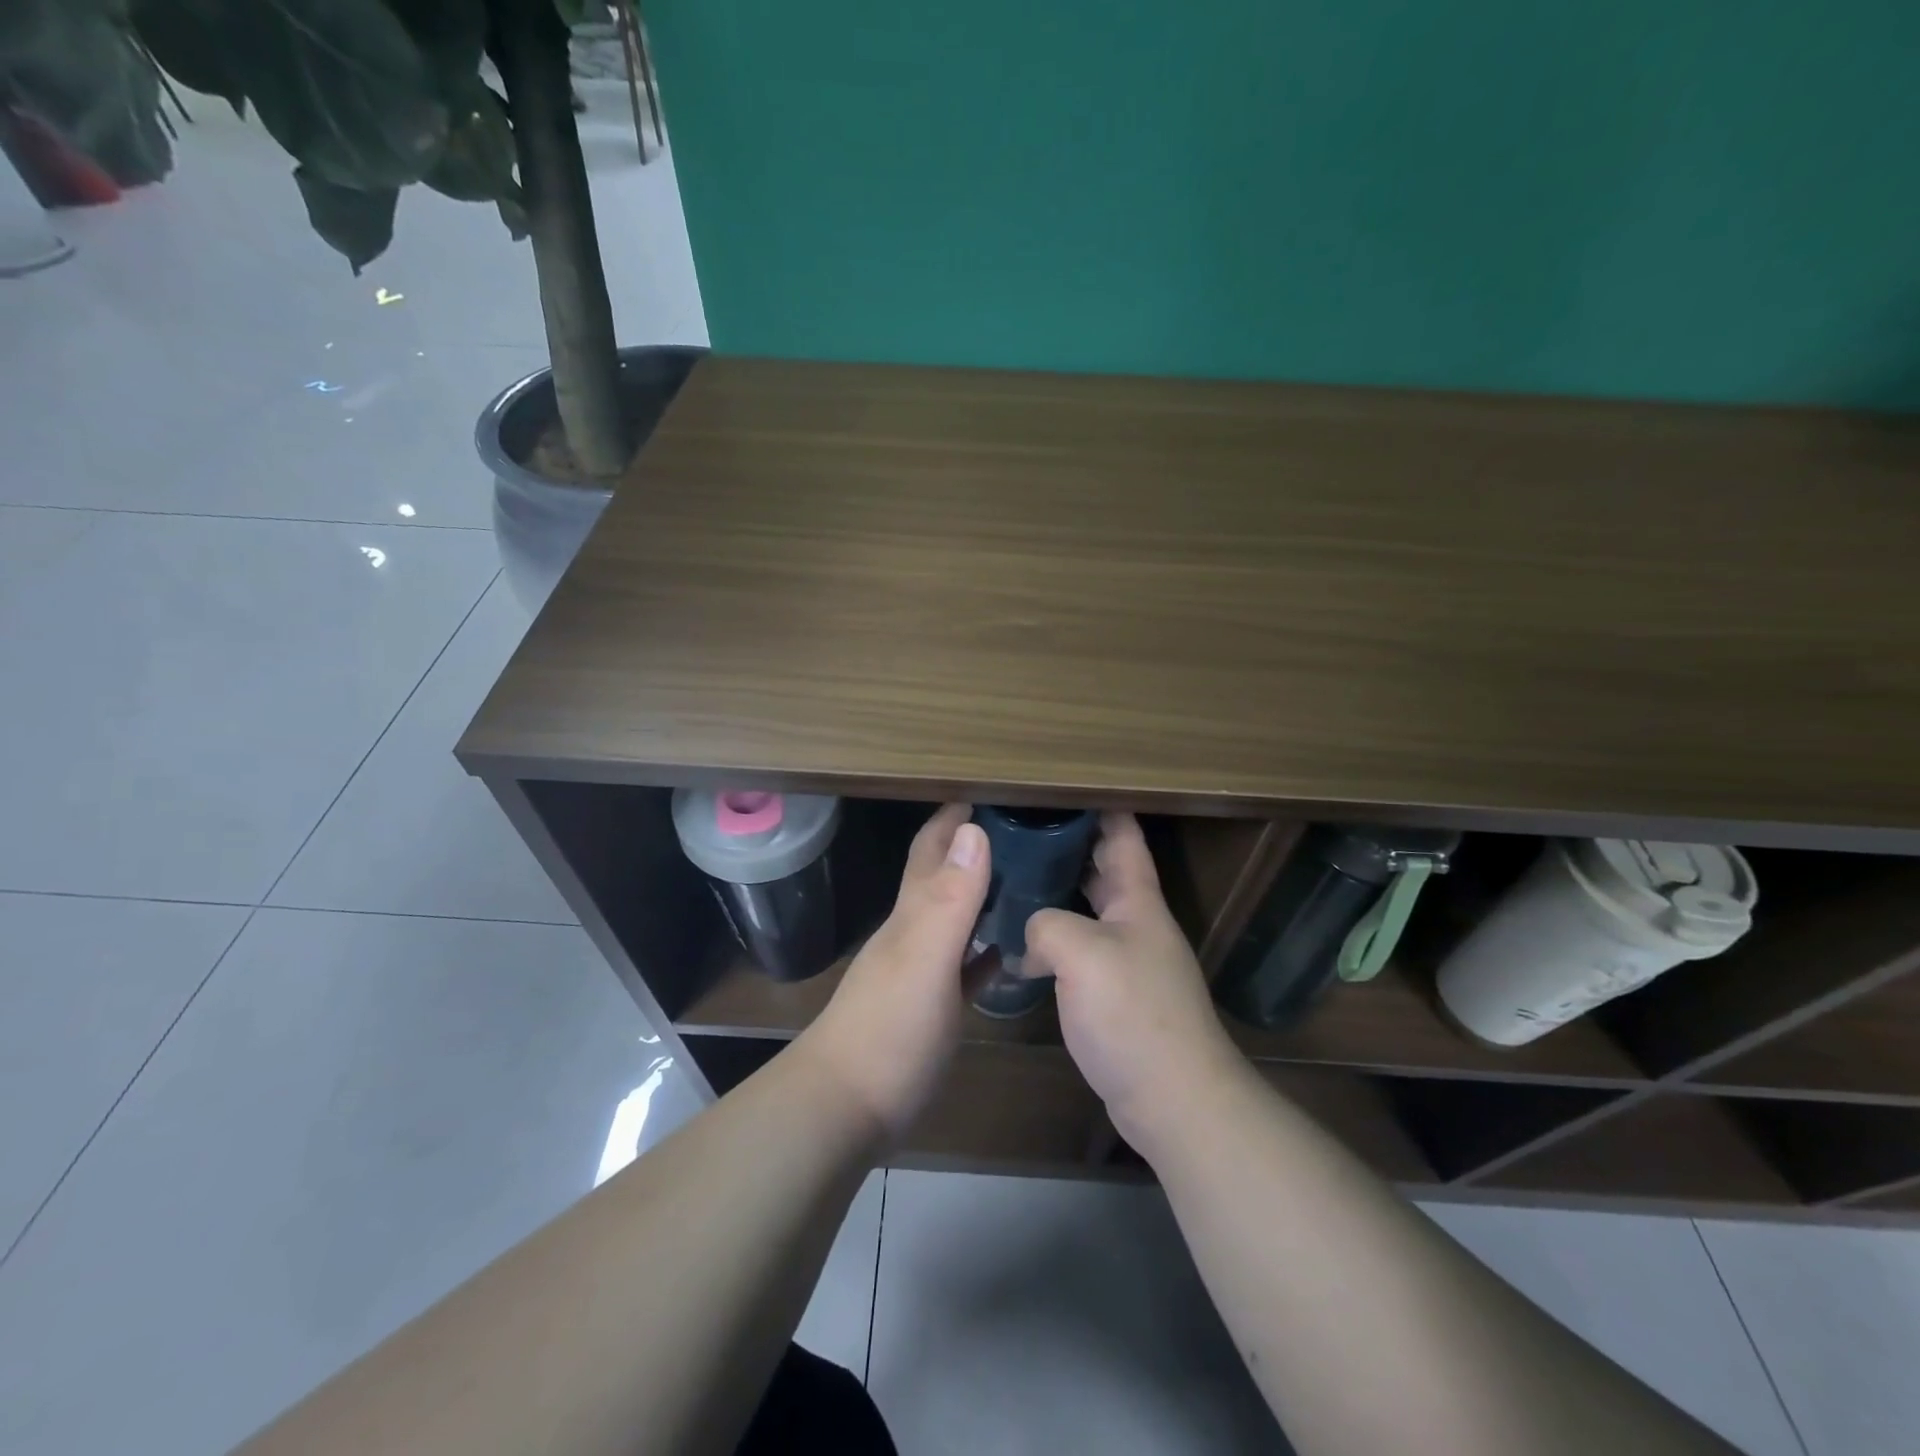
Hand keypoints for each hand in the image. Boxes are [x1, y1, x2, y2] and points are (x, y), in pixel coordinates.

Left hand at [797, 804, 989, 1138]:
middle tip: (1021, 830)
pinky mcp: (931, 1008)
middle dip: (972, 847)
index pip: (931, 850)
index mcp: (912, 913)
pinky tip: (1008, 951)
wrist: (845, 1108)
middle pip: (943, 878)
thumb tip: (972, 828)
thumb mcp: (925, 958)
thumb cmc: (890, 1030)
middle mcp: (914, 933)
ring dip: (982, 895)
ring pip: (954, 918)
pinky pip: (963, 966)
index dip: (953, 818)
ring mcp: (921, 971)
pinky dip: (984, 950)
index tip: (987, 790)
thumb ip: (950, 898)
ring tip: (1025, 880)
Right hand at [1024, 813, 1245, 1157]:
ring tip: (1011, 879)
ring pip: (1087, 910)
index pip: (1122, 835)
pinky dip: (1054, 939)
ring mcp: (1128, 960)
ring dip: (1056, 893)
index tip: (1060, 784)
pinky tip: (1021, 946)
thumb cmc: (1132, 1014)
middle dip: (1067, 845)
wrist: (1174, 1099)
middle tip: (1018, 829)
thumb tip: (1030, 937)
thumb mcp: (1081, 953)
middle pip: (1102, 869)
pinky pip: (1080, 950)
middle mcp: (1136, 923)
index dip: (1098, 805)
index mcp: (1137, 900)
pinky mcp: (1115, 995)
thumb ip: (1046, 925)